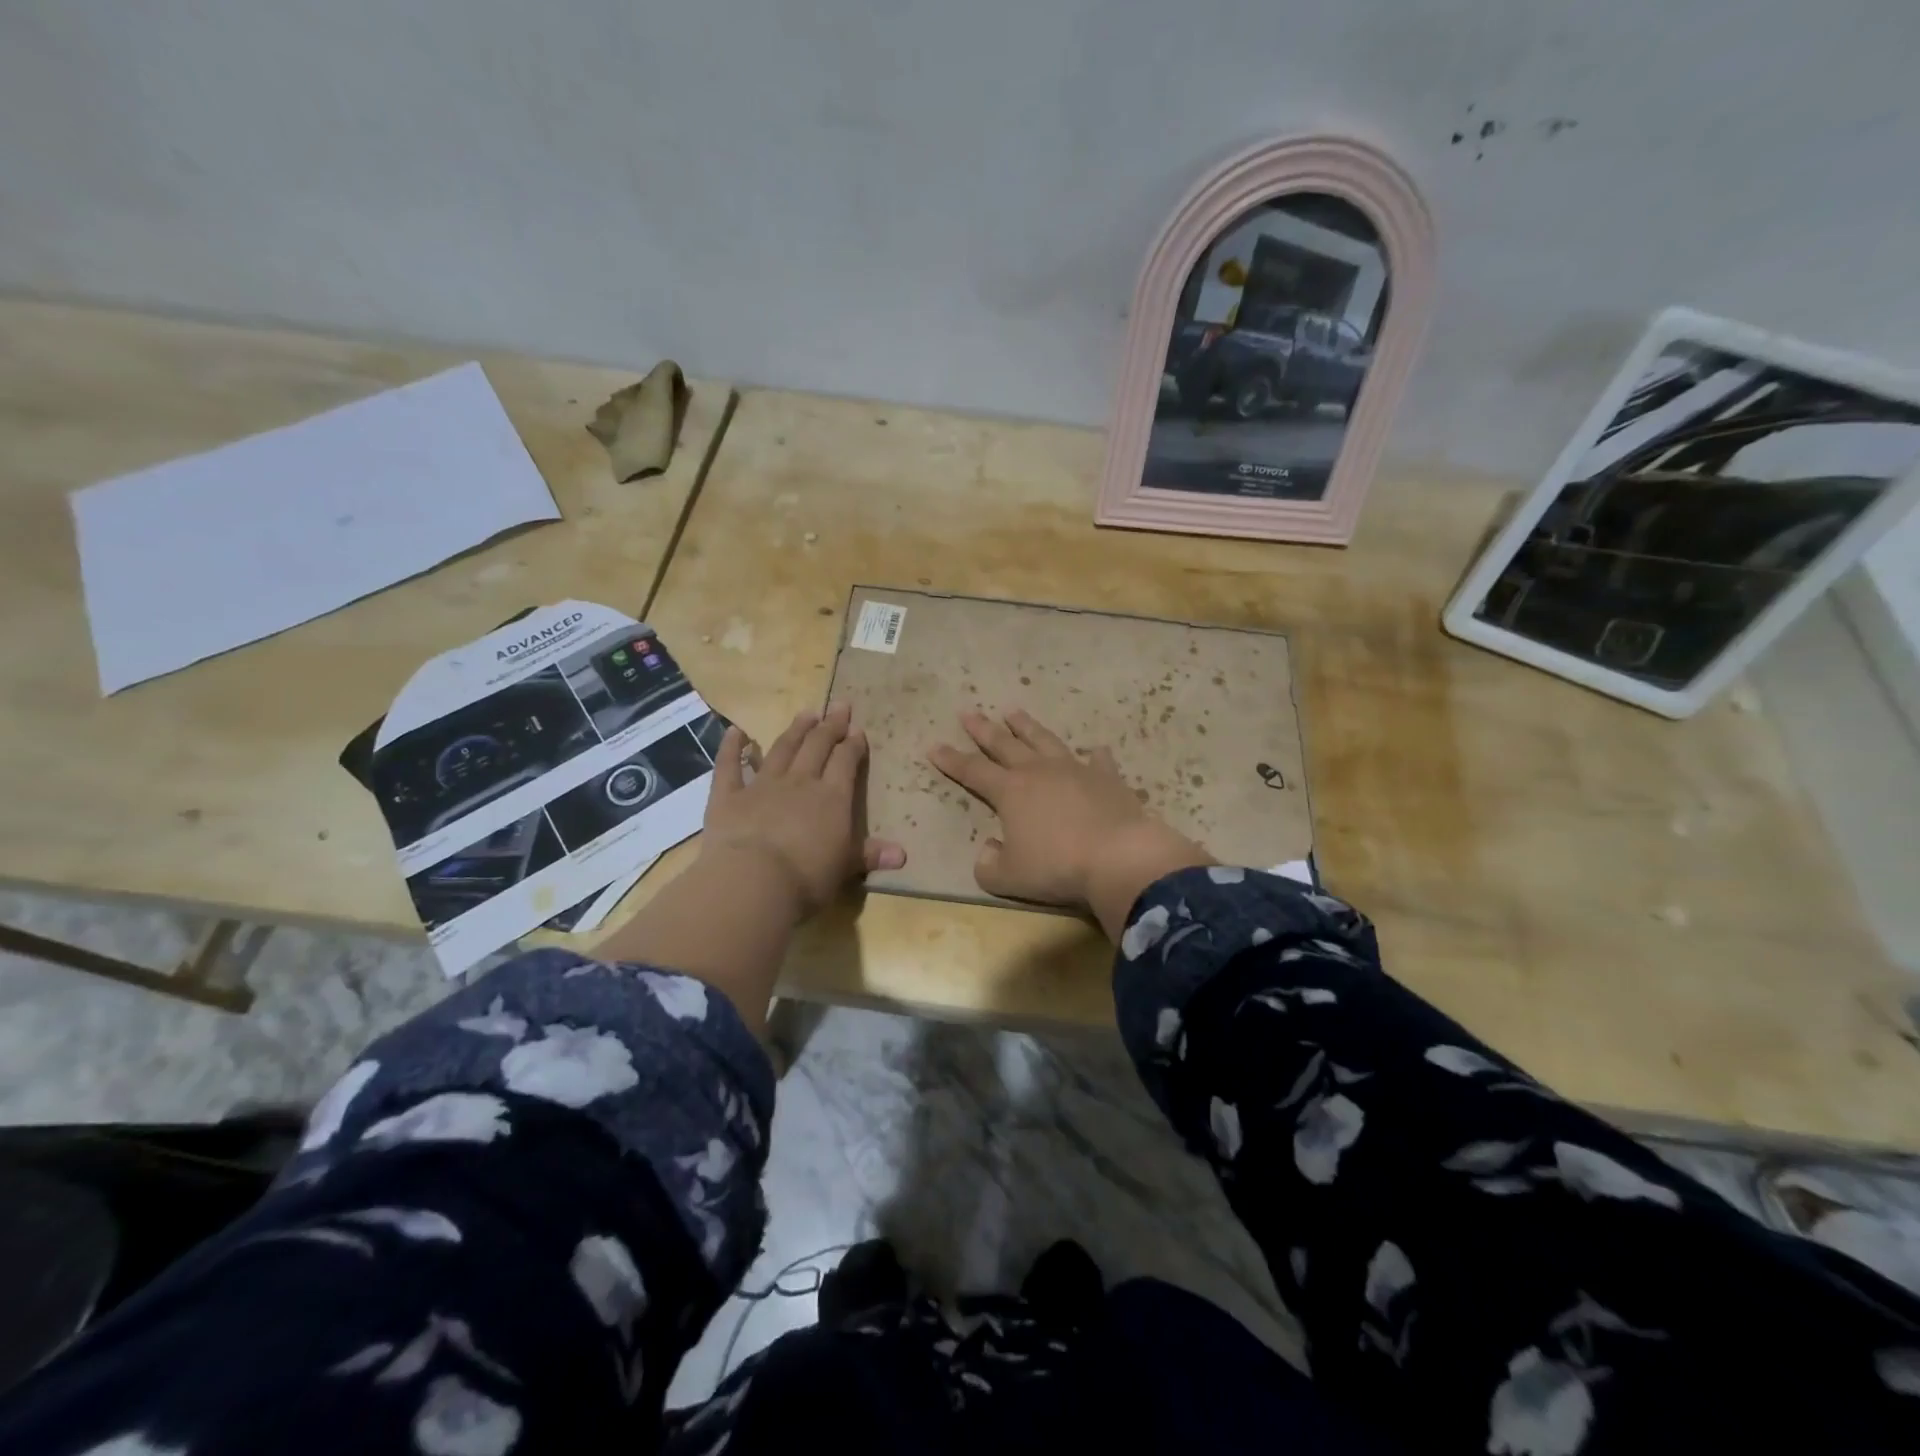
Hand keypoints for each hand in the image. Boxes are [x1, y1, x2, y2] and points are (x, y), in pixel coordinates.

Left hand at [704, 703, 905, 918]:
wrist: (753, 881)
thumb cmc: (808, 878)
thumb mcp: (845, 868)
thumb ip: (870, 855)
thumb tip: (903, 855)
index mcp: (832, 798)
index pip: (846, 762)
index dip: (853, 745)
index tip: (857, 730)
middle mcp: (800, 782)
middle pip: (818, 746)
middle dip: (830, 726)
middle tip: (838, 706)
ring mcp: (762, 785)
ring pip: (782, 749)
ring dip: (795, 730)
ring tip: (806, 713)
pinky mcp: (728, 796)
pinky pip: (730, 765)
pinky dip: (731, 747)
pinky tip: (735, 731)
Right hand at [928, 710, 1209, 934]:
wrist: (1118, 857)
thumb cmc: (1057, 868)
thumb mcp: (1009, 878)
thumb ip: (989, 865)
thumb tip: (989, 849)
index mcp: (1010, 792)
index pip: (972, 771)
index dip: (951, 759)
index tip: (934, 746)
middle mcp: (1039, 772)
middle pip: (1004, 745)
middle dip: (983, 730)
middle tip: (969, 712)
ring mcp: (1075, 770)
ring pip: (1044, 741)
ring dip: (1027, 726)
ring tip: (1014, 712)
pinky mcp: (1107, 778)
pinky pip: (1099, 761)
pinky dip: (1095, 755)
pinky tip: (1096, 750)